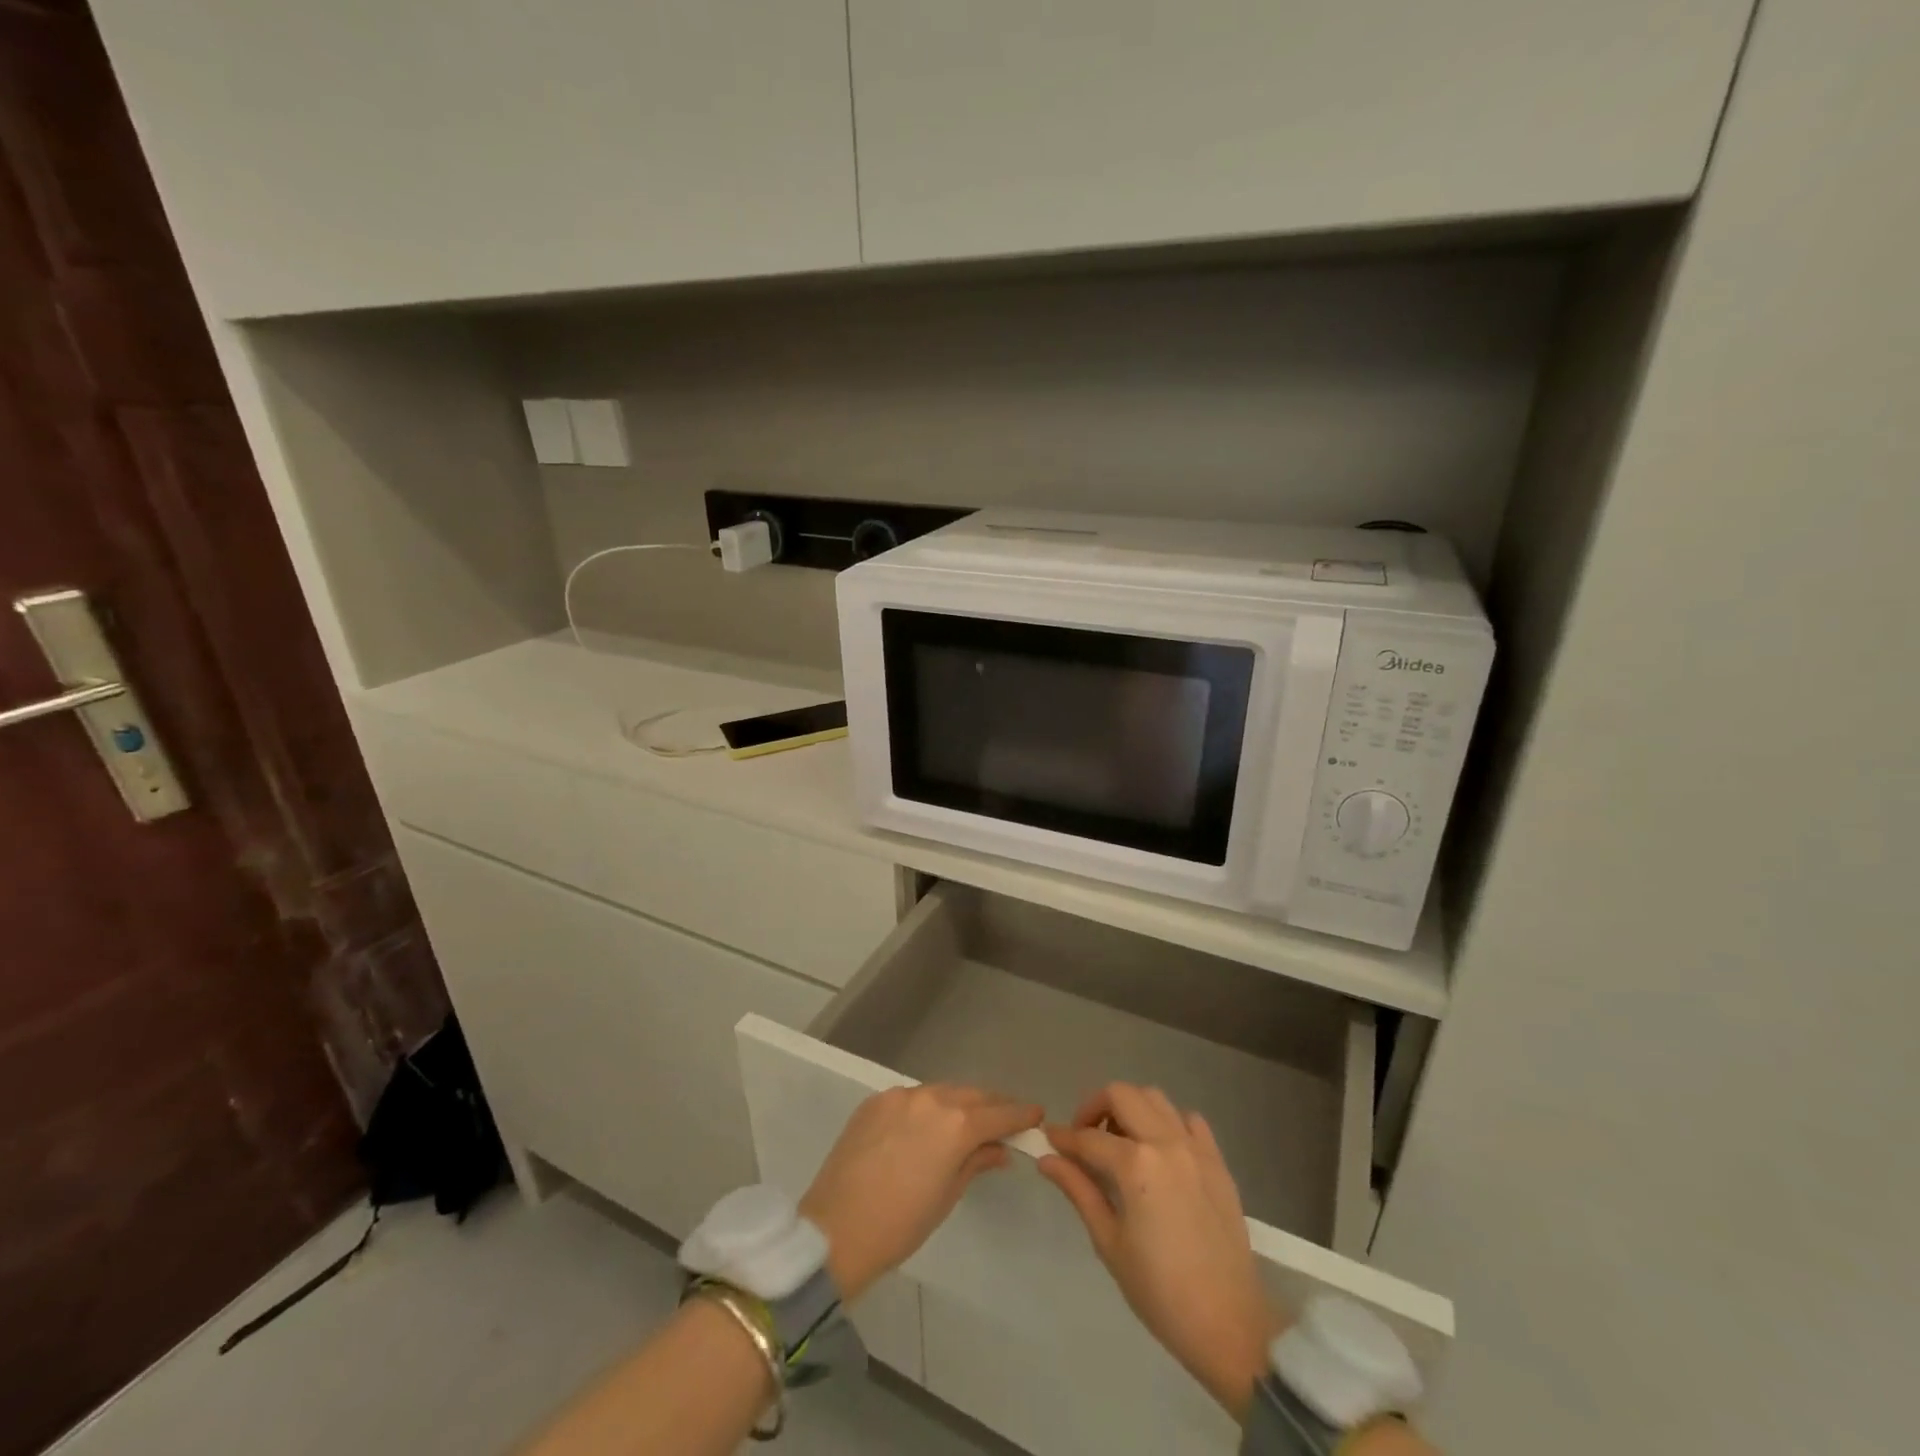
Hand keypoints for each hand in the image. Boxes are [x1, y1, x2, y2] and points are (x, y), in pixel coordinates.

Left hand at [801, 1083, 1041, 1303]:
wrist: (836, 1229)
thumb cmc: (901, 1224)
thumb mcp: (948, 1196)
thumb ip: (976, 1163)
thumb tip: (999, 1150)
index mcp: (956, 1124)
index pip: (999, 1114)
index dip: (1020, 1114)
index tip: (1036, 1114)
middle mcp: (931, 1099)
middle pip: (972, 1095)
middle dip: (992, 1105)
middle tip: (1006, 1118)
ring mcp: (900, 1096)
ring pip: (941, 1092)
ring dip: (959, 1103)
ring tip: (969, 1119)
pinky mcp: (875, 1100)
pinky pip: (912, 1098)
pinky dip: (928, 1107)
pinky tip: (928, 1125)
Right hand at [1038, 1083, 1281, 1420]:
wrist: (1228, 1325)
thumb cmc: (1159, 1291)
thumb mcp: (1109, 1242)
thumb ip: (1079, 1190)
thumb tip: (1047, 1159)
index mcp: (1136, 1165)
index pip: (1088, 1138)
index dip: (1063, 1137)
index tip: (1049, 1141)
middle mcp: (1166, 1142)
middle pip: (1121, 1095)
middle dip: (1094, 1107)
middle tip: (1084, 1138)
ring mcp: (1196, 1148)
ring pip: (1155, 1098)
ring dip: (1131, 1109)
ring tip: (1121, 1142)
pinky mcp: (1217, 1161)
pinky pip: (1189, 1120)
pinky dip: (1169, 1123)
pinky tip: (1161, 1151)